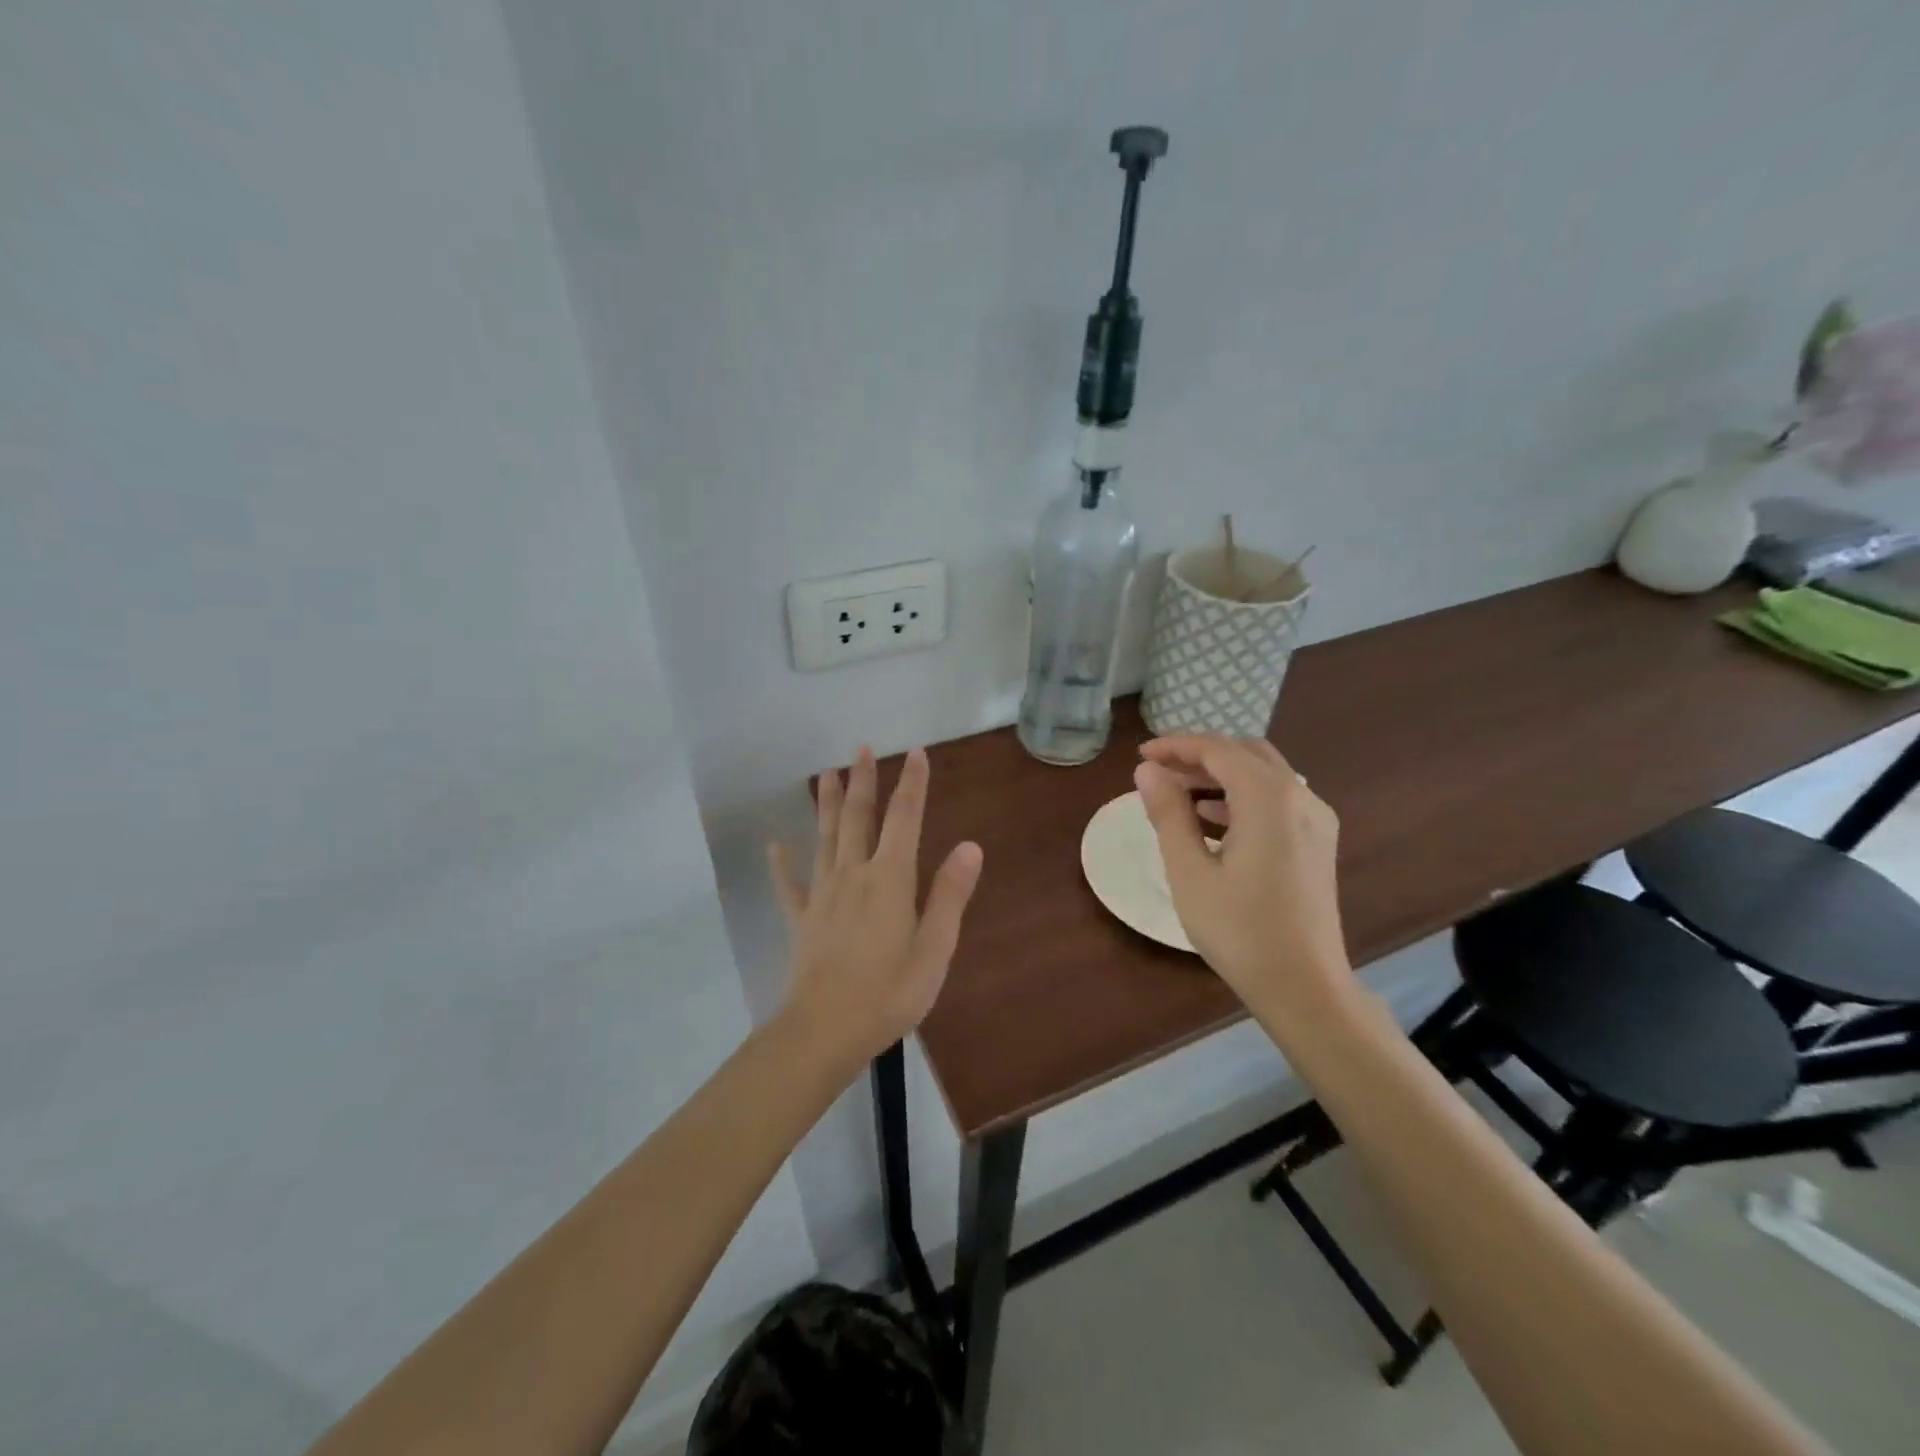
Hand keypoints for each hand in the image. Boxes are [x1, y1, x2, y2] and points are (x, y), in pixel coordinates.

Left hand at [770, 746, 984, 1065]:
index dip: (913, 784)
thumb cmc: (889, 993)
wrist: (824, 1031)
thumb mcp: (934, 949)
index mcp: (890, 879)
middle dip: (864, 781)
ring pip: (825, 838)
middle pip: (859, 818)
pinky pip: (789, 885)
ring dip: (828, 804)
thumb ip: (950, 895)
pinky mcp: (801, 919)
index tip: (916, 752)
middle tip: (862, 748)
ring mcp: (822, 895)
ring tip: (827, 774)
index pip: (905, 819)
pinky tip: (774, 846)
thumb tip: (970, 846)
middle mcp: (854, 874)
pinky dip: (782, 864)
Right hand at [1133, 734, 1350, 1014]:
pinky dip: (1241, 797)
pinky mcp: (1318, 843)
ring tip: (1176, 795)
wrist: (1305, 987)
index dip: (1176, 746)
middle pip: (1244, 754)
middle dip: (1199, 756)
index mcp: (1269, 798)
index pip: (1217, 750)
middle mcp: (1300, 797)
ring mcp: (1316, 820)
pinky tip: (1211, 820)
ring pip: (1263, 775)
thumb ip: (1168, 814)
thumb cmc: (1239, 931)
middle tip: (1158, 772)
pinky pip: (1277, 800)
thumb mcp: (1189, 871)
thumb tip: (1148, 771)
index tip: (1141, 756)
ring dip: (1220, 776)